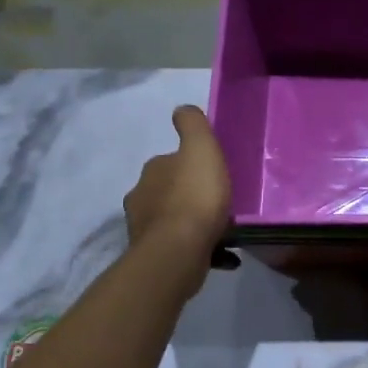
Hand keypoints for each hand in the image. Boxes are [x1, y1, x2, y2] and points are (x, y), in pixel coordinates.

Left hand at [124, 106, 232, 273]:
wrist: (179, 252)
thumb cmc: (194, 197)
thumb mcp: (201, 149)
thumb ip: (193, 125)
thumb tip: (181, 110)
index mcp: (153, 171)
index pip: (170, 161)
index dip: (190, 165)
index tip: (212, 173)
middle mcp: (142, 198)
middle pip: (170, 192)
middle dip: (190, 195)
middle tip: (220, 202)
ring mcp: (146, 230)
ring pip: (174, 221)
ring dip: (194, 223)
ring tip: (224, 230)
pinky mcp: (156, 258)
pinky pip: (183, 248)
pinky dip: (202, 249)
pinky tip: (226, 256)